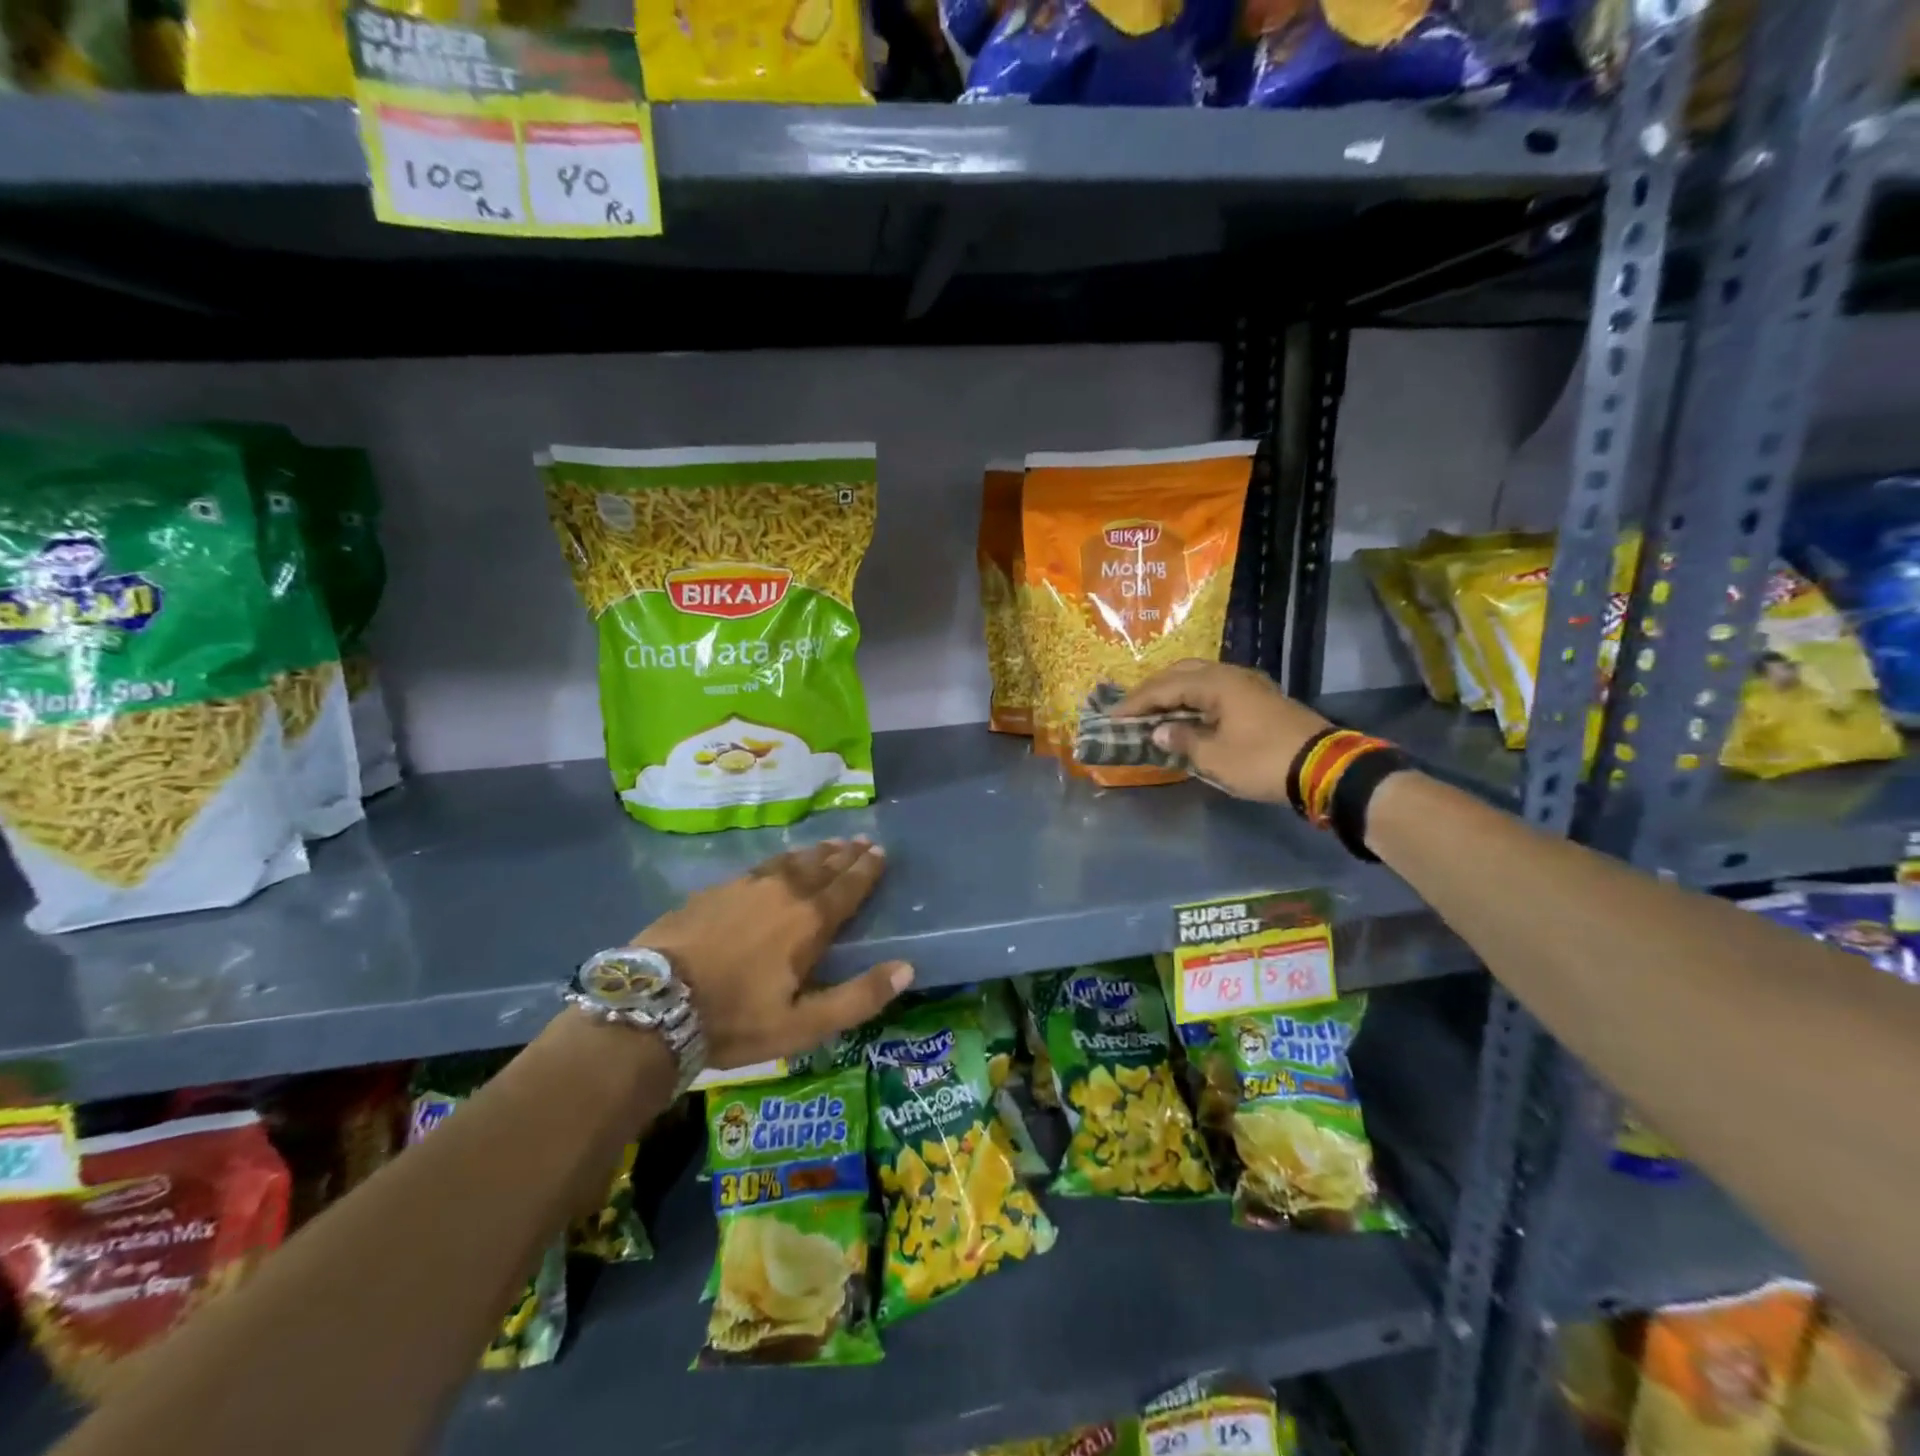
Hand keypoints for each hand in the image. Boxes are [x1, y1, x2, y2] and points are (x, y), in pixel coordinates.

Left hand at [638, 838, 911, 1068]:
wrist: (655, 1003)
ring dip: (816, 852)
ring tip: (830, 844)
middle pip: (822, 867)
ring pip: (791, 861)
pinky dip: (782, 860)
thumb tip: (907, 969)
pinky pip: (762, 865)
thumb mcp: (803, 1024)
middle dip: (845, 854)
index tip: (881, 851)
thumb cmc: (735, 1019)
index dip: (867, 869)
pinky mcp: (716, 890)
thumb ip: (858, 997)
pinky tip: (780, 862)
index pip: (847, 887)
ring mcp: (746, 886)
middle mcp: (783, 892)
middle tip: (862, 840)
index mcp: (809, 922)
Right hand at [1114, 660, 1332, 803]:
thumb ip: (1183, 740)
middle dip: (1152, 690)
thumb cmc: (1263, 761)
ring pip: (1200, 678)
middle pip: (1181, 673)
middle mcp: (1231, 675)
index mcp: (1216, 684)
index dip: (1135, 702)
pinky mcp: (1259, 699)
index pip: (1164, 687)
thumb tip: (1159, 730)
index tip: (1112, 716)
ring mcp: (1248, 685)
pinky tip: (1186, 713)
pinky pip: (1215, 689)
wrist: (1324, 768)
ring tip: (1153, 709)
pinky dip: (1193, 698)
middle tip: (1130, 708)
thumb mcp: (1215, 758)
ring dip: (1174, 691)